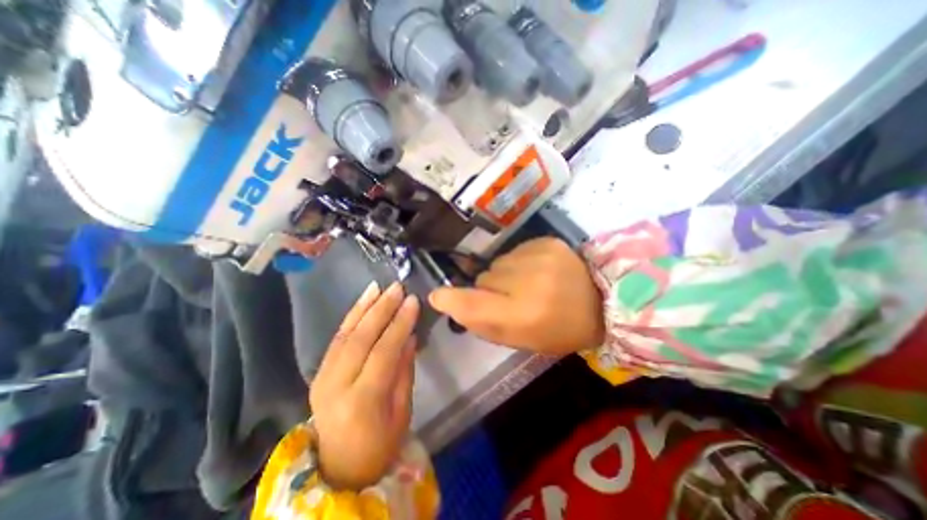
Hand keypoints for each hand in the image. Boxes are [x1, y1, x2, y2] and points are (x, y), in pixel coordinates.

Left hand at [308, 282, 417, 489]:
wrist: (339, 468)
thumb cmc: (380, 445)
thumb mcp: (402, 412)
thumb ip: (404, 371)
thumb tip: (409, 336)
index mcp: (361, 401)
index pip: (383, 352)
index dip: (399, 324)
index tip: (413, 301)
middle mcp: (336, 386)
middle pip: (361, 338)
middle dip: (381, 309)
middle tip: (397, 288)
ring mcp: (322, 378)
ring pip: (345, 334)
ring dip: (363, 307)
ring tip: (379, 287)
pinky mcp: (318, 372)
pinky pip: (336, 339)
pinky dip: (350, 317)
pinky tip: (363, 302)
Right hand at [429, 238, 605, 353]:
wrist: (602, 301)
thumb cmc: (559, 330)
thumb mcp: (522, 340)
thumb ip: (484, 323)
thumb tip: (450, 302)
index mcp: (524, 316)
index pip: (474, 305)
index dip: (452, 300)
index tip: (438, 296)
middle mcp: (529, 283)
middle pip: (483, 280)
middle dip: (489, 290)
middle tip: (511, 299)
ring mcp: (539, 257)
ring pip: (496, 264)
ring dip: (503, 275)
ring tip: (527, 283)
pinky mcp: (546, 241)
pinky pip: (513, 252)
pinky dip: (518, 262)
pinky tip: (537, 270)